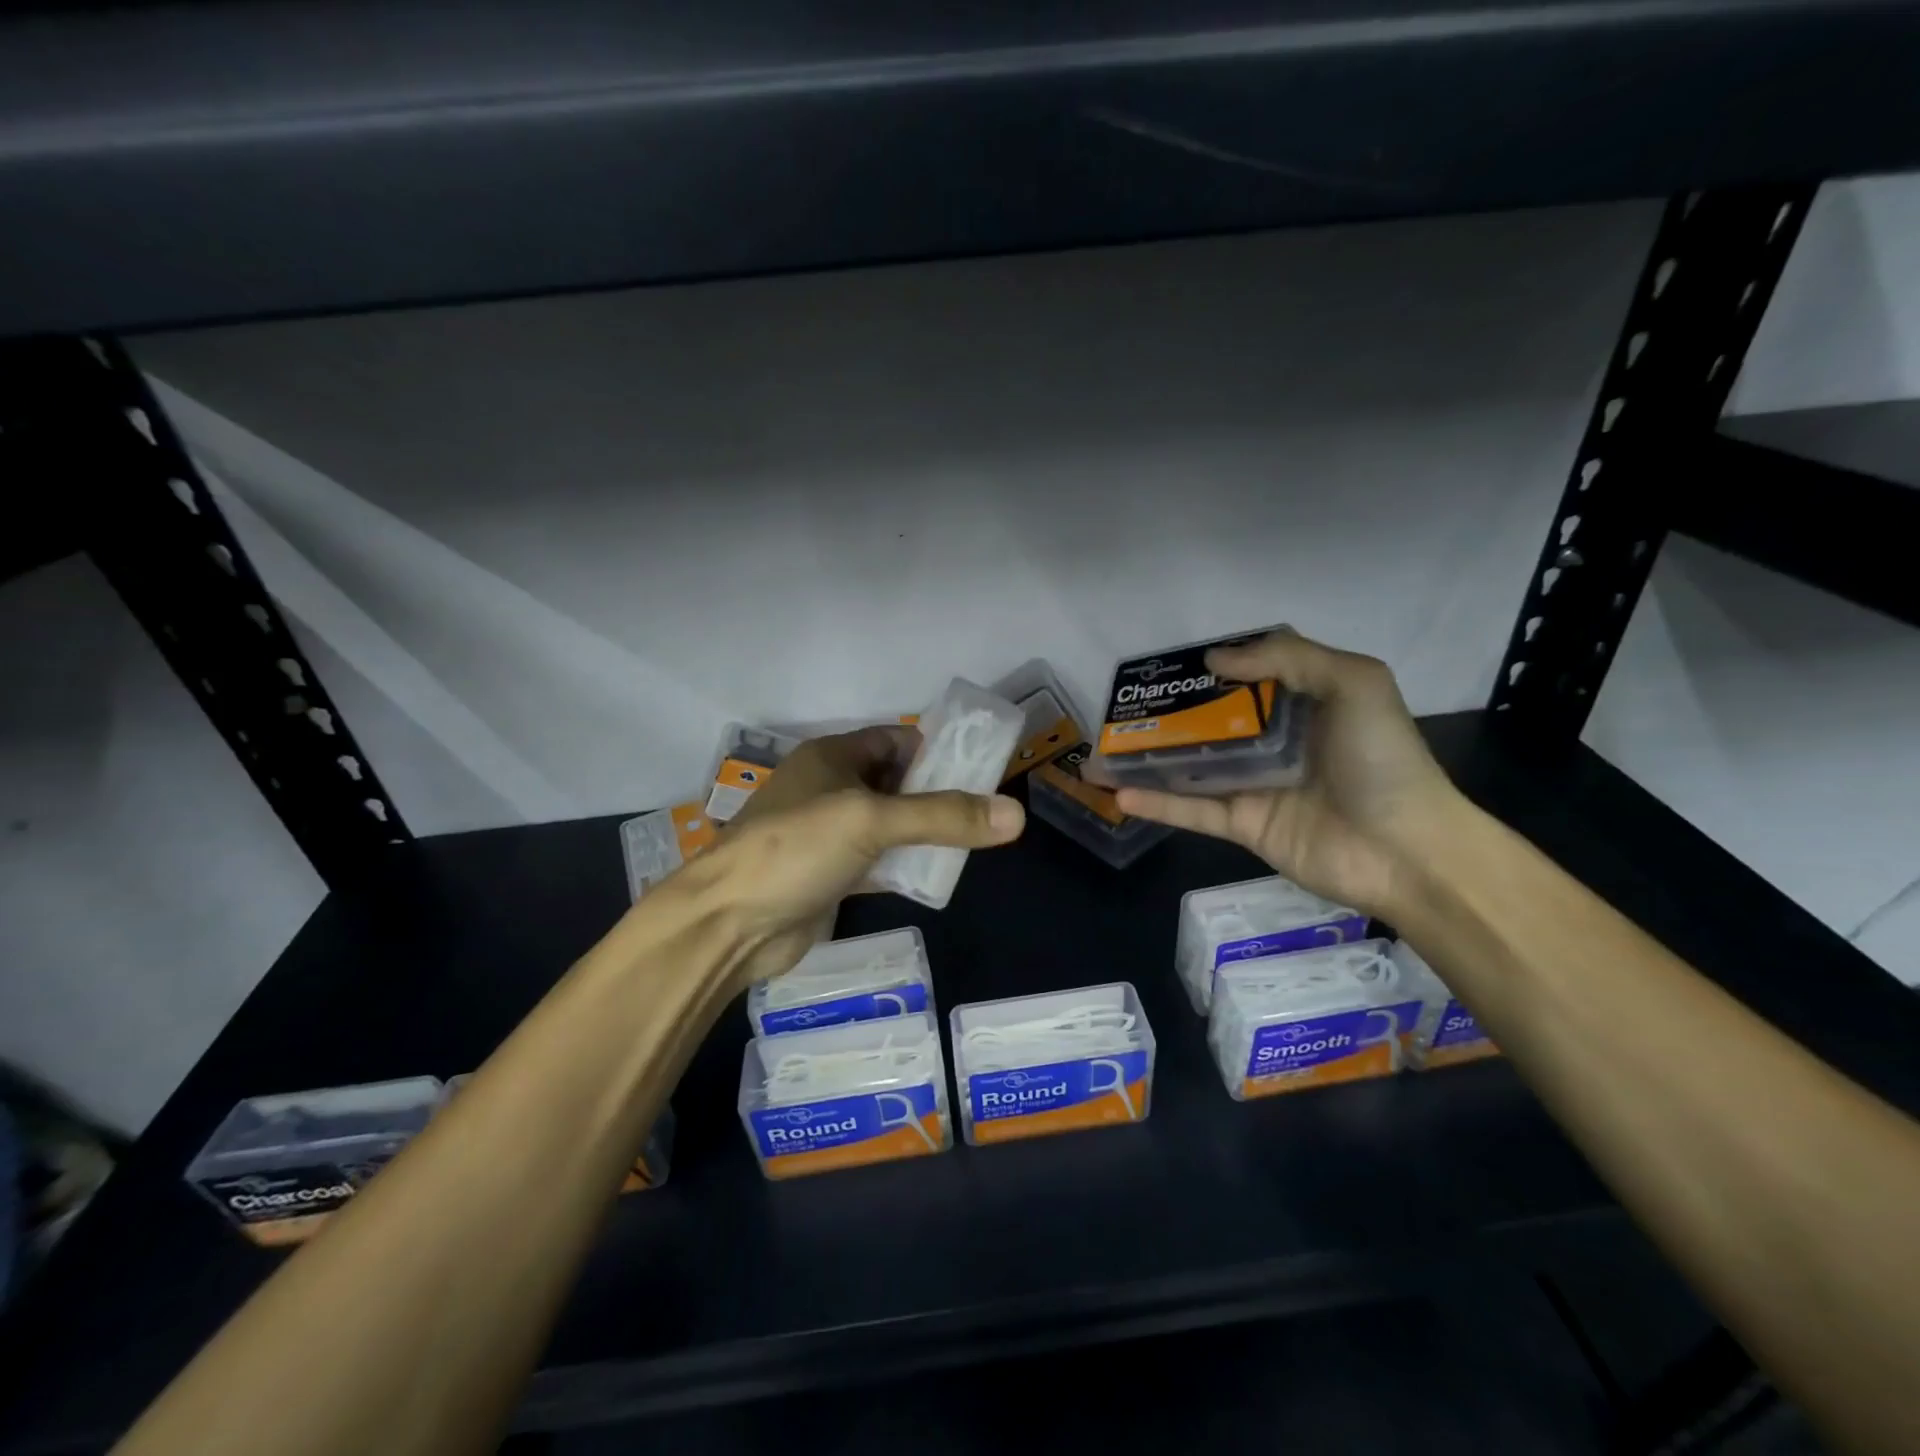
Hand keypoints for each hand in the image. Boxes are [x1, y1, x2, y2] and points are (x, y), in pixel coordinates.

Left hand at [681, 725, 1024, 983]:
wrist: (729, 924)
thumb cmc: (795, 849)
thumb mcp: (871, 820)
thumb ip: (943, 816)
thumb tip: (1015, 814)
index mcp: (831, 757)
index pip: (895, 741)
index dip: (936, 751)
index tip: (980, 771)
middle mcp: (829, 789)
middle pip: (896, 783)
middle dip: (936, 796)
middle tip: (983, 813)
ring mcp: (828, 835)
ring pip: (889, 826)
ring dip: (923, 835)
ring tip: (971, 844)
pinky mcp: (829, 876)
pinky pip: (878, 863)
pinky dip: (904, 867)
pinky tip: (936, 877)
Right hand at [1115, 630, 1462, 916]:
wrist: (1408, 850)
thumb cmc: (1383, 759)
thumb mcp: (1354, 683)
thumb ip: (1288, 658)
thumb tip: (1214, 659)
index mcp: (1303, 705)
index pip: (1247, 679)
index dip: (1208, 671)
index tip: (1168, 667)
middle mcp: (1274, 742)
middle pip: (1209, 722)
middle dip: (1166, 716)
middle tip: (1120, 709)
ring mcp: (1255, 786)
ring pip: (1192, 766)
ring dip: (1148, 759)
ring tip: (1100, 752)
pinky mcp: (1244, 825)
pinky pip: (1193, 811)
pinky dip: (1157, 802)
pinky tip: (1119, 791)